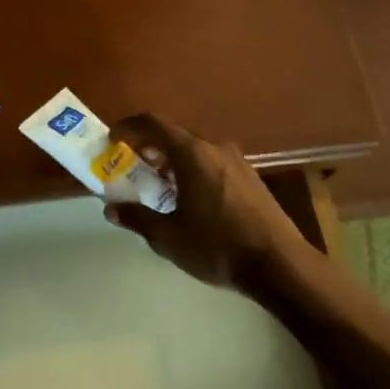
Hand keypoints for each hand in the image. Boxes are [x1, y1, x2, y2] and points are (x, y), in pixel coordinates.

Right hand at [102, 113, 306, 291]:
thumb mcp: (168, 237)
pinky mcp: (251, 178)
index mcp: (192, 154)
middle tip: (131, 169)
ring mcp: (237, 162)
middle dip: (149, 148)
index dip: (128, 128)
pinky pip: (213, 163)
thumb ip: (137, 218)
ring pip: (196, 150)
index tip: (112, 141)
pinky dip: (193, 171)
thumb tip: (110, 208)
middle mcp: (215, 148)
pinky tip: (189, 200)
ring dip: (172, 161)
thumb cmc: (217, 247)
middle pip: (174, 135)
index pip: (153, 124)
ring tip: (157, 187)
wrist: (279, 264)